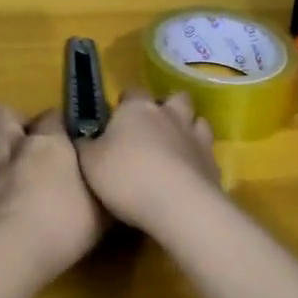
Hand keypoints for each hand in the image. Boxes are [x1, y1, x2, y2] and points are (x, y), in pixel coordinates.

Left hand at [0, 104, 107, 280]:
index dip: (56, 124)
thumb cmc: (65, 228)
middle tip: (17, 143)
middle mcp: (10, 145)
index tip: (63, 139)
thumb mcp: (101, 205)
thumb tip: (106, 169)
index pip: (52, 115)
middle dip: (6, 121)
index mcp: (48, 143)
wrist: (13, 252)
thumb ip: (100, 181)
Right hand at [74, 90, 221, 231]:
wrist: (178, 205)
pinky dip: (198, 157)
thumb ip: (86, 145)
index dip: (126, 102)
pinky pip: (207, 151)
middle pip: (175, 98)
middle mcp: (170, 114)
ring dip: (188, 128)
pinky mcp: (214, 163)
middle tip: (152, 127)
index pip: (133, 91)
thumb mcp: (89, 162)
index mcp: (137, 108)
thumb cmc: (126, 177)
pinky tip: (189, 173)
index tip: (117, 118)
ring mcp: (196, 137)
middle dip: (166, 107)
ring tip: (175, 147)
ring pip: (197, 120)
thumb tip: (83, 137)